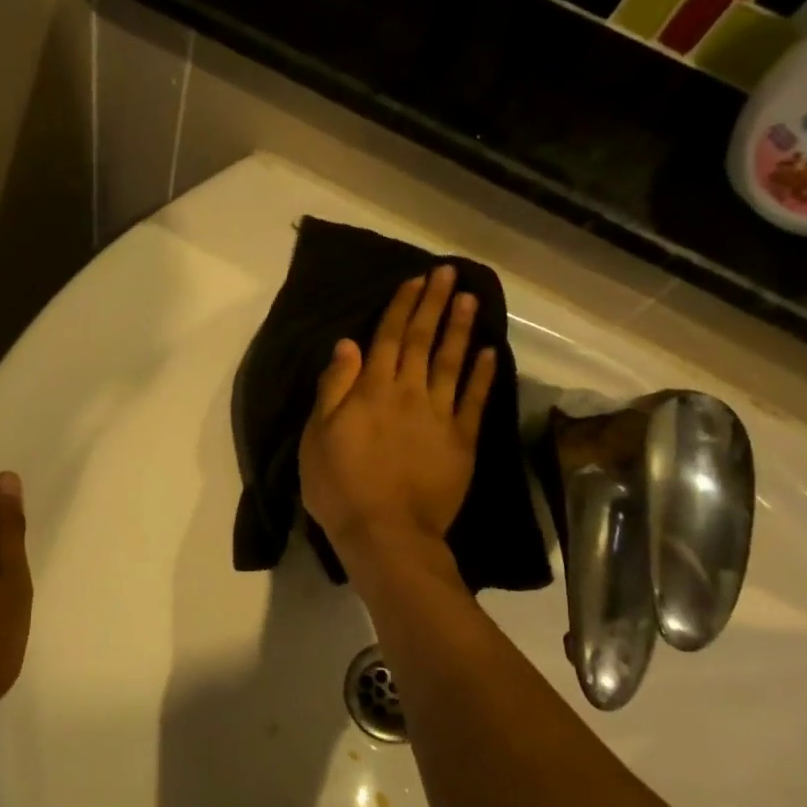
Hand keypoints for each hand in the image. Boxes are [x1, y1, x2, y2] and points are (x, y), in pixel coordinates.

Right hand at [298, 266, 496, 569]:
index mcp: (372, 390)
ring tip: (470, 298)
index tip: (416, 280)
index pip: (389, 337)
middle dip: (435, 304)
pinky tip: (489, 352)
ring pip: (452, 362)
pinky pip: (474, 400)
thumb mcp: (317, 436)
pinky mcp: (462, 441)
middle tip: (448, 273)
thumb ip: (334, 388)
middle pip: (423, 340)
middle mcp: (409, 393)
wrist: (385, 534)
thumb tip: (348, 343)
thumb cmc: (340, 486)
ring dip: (461, 329)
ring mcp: (439, 416)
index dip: (402, 306)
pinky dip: (482, 374)